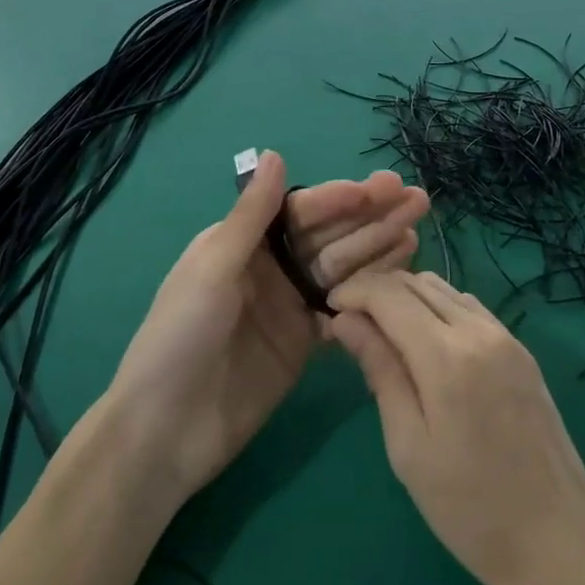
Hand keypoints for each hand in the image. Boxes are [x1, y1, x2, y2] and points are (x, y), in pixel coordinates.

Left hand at [105, 151, 427, 501]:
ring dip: (379, 247)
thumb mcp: (213, 267)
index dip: (341, 198)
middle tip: (417, 199)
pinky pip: (344, 307)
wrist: (166, 430)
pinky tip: (403, 275)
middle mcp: (270, 267)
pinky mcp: (305, 342)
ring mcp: (290, 305)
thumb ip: (250, 214)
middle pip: (329, 235)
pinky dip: (372, 291)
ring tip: (417, 229)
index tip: (381, 188)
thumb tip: (273, 153)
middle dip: (371, 216)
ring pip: (343, 267)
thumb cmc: (180, 336)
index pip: (301, 210)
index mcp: (243, 242)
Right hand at [326, 270, 584, 584]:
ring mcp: (506, 337)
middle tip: (348, 321)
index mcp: (447, 355)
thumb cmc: (470, 509)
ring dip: (407, 296)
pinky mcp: (521, 350)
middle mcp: (479, 330)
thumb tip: (346, 320)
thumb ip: (380, 371)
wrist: (560, 541)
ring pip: (444, 289)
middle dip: (376, 290)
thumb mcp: (409, 446)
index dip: (353, 292)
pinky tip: (424, 341)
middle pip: (416, 283)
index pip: (389, 295)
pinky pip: (469, 308)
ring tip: (381, 330)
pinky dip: (437, 308)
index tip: (327, 309)